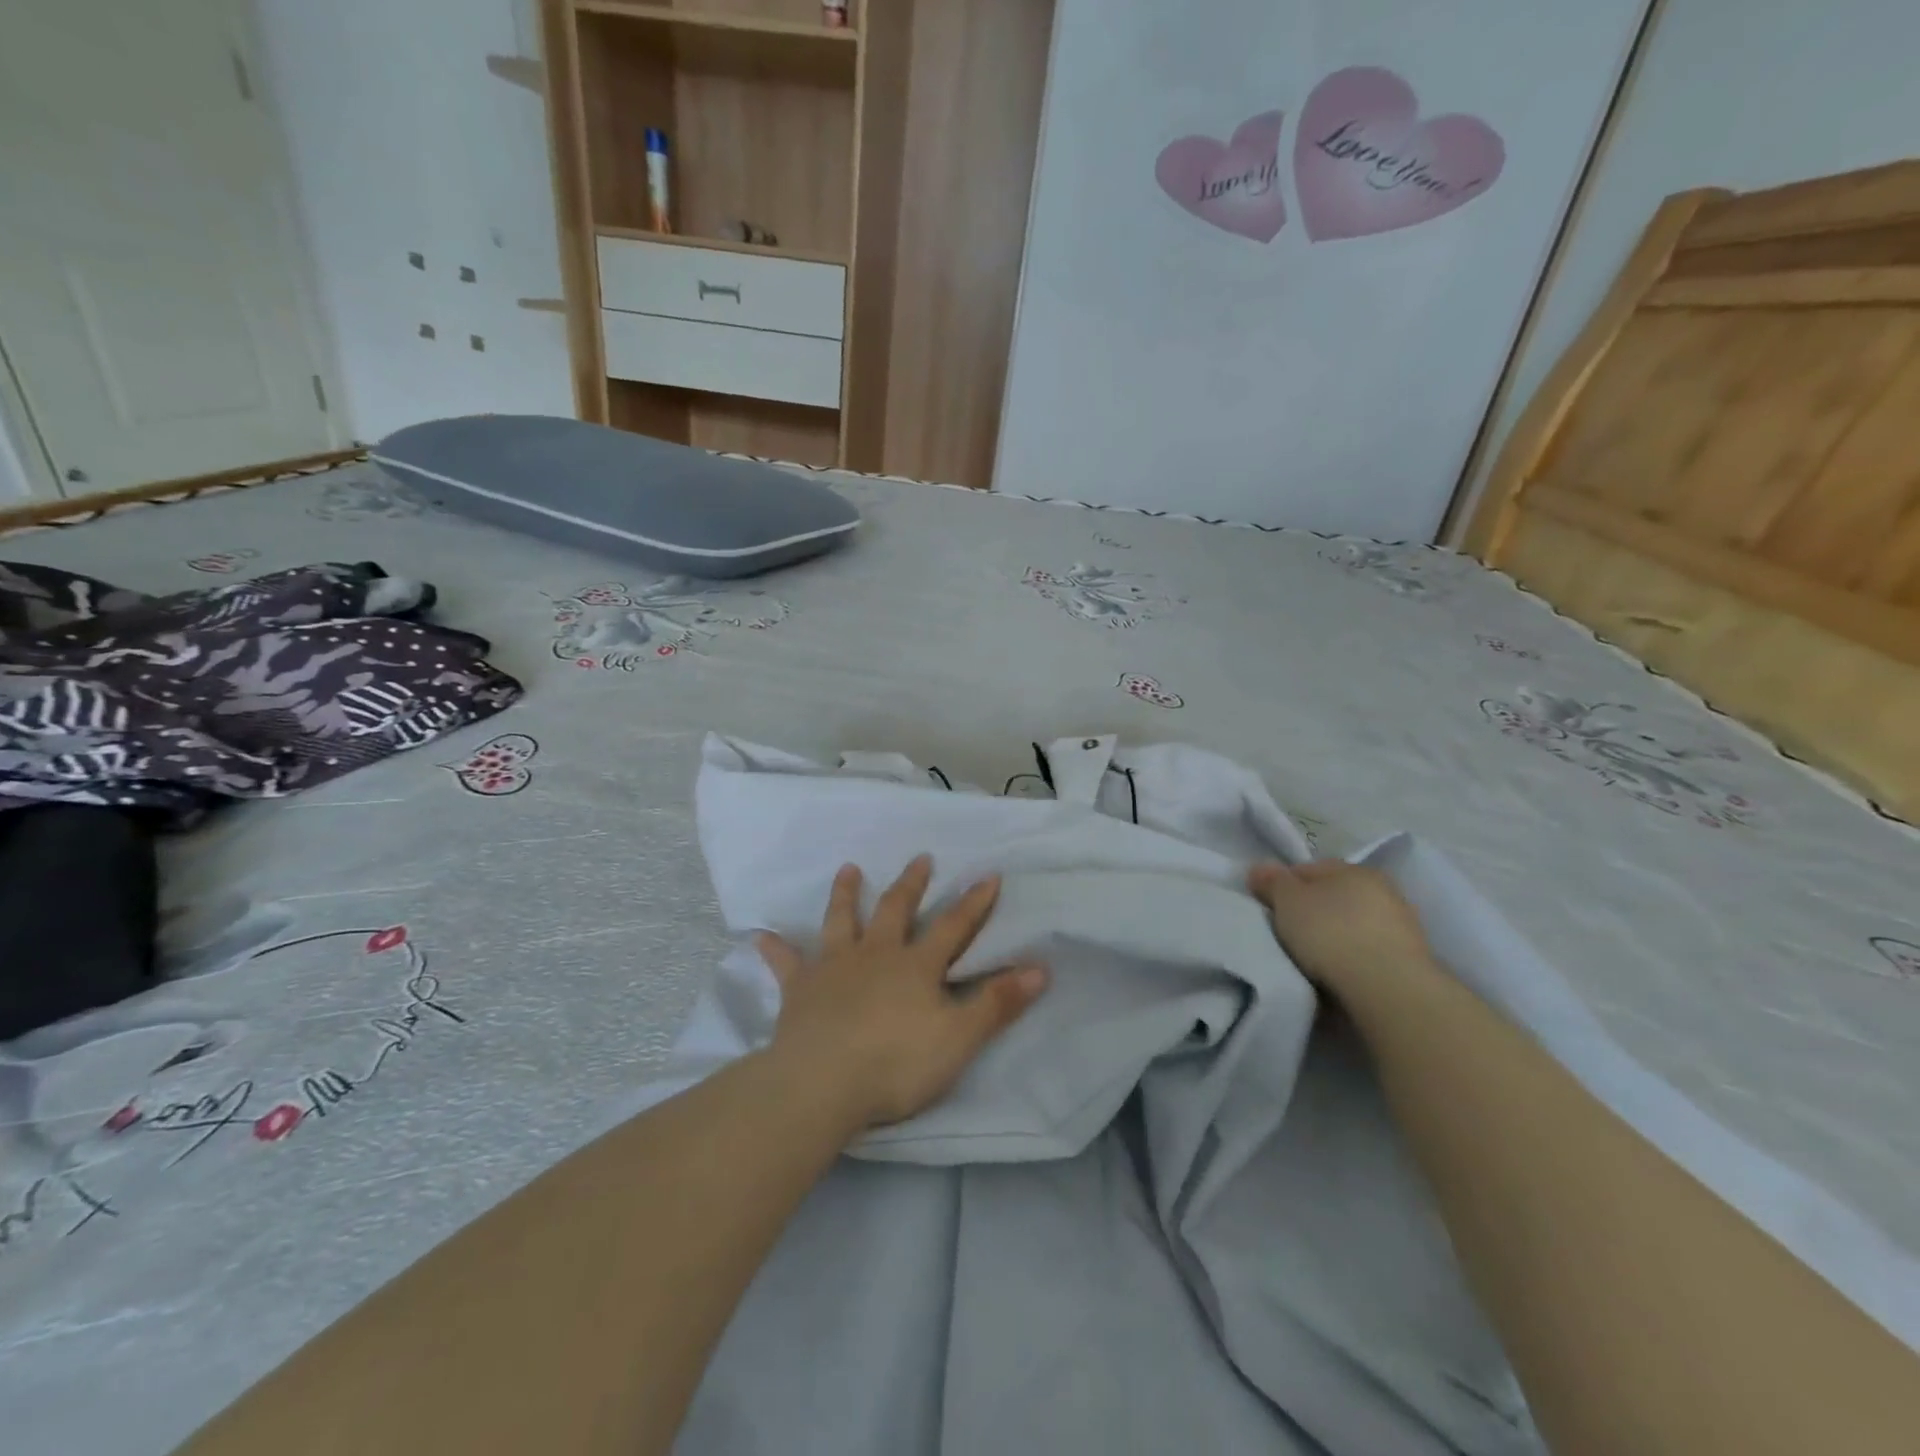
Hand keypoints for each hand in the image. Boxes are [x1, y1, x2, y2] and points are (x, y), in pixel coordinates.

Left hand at [755, 856, 1048, 1131]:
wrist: (822, 1083)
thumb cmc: (896, 1063)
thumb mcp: (959, 1038)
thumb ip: (998, 1003)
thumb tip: (1041, 968)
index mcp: (916, 966)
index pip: (954, 927)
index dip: (974, 903)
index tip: (989, 875)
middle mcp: (876, 954)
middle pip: (895, 910)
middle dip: (911, 884)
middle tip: (920, 858)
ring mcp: (834, 967)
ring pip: (841, 921)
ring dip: (845, 894)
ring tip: (848, 868)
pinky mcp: (800, 989)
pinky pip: (785, 964)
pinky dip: (775, 948)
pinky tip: (760, 935)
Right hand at [1248, 860, 1439, 1004]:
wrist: (1388, 989)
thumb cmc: (1331, 933)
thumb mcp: (1287, 901)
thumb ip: (1271, 882)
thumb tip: (1260, 869)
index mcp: (1355, 868)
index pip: (1309, 869)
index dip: (1283, 886)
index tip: (1269, 909)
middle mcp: (1384, 890)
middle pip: (1333, 897)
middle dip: (1311, 912)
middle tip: (1288, 934)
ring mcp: (1402, 926)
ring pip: (1353, 926)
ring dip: (1334, 938)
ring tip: (1312, 960)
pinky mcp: (1411, 961)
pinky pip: (1367, 953)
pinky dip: (1352, 960)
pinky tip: (1338, 976)